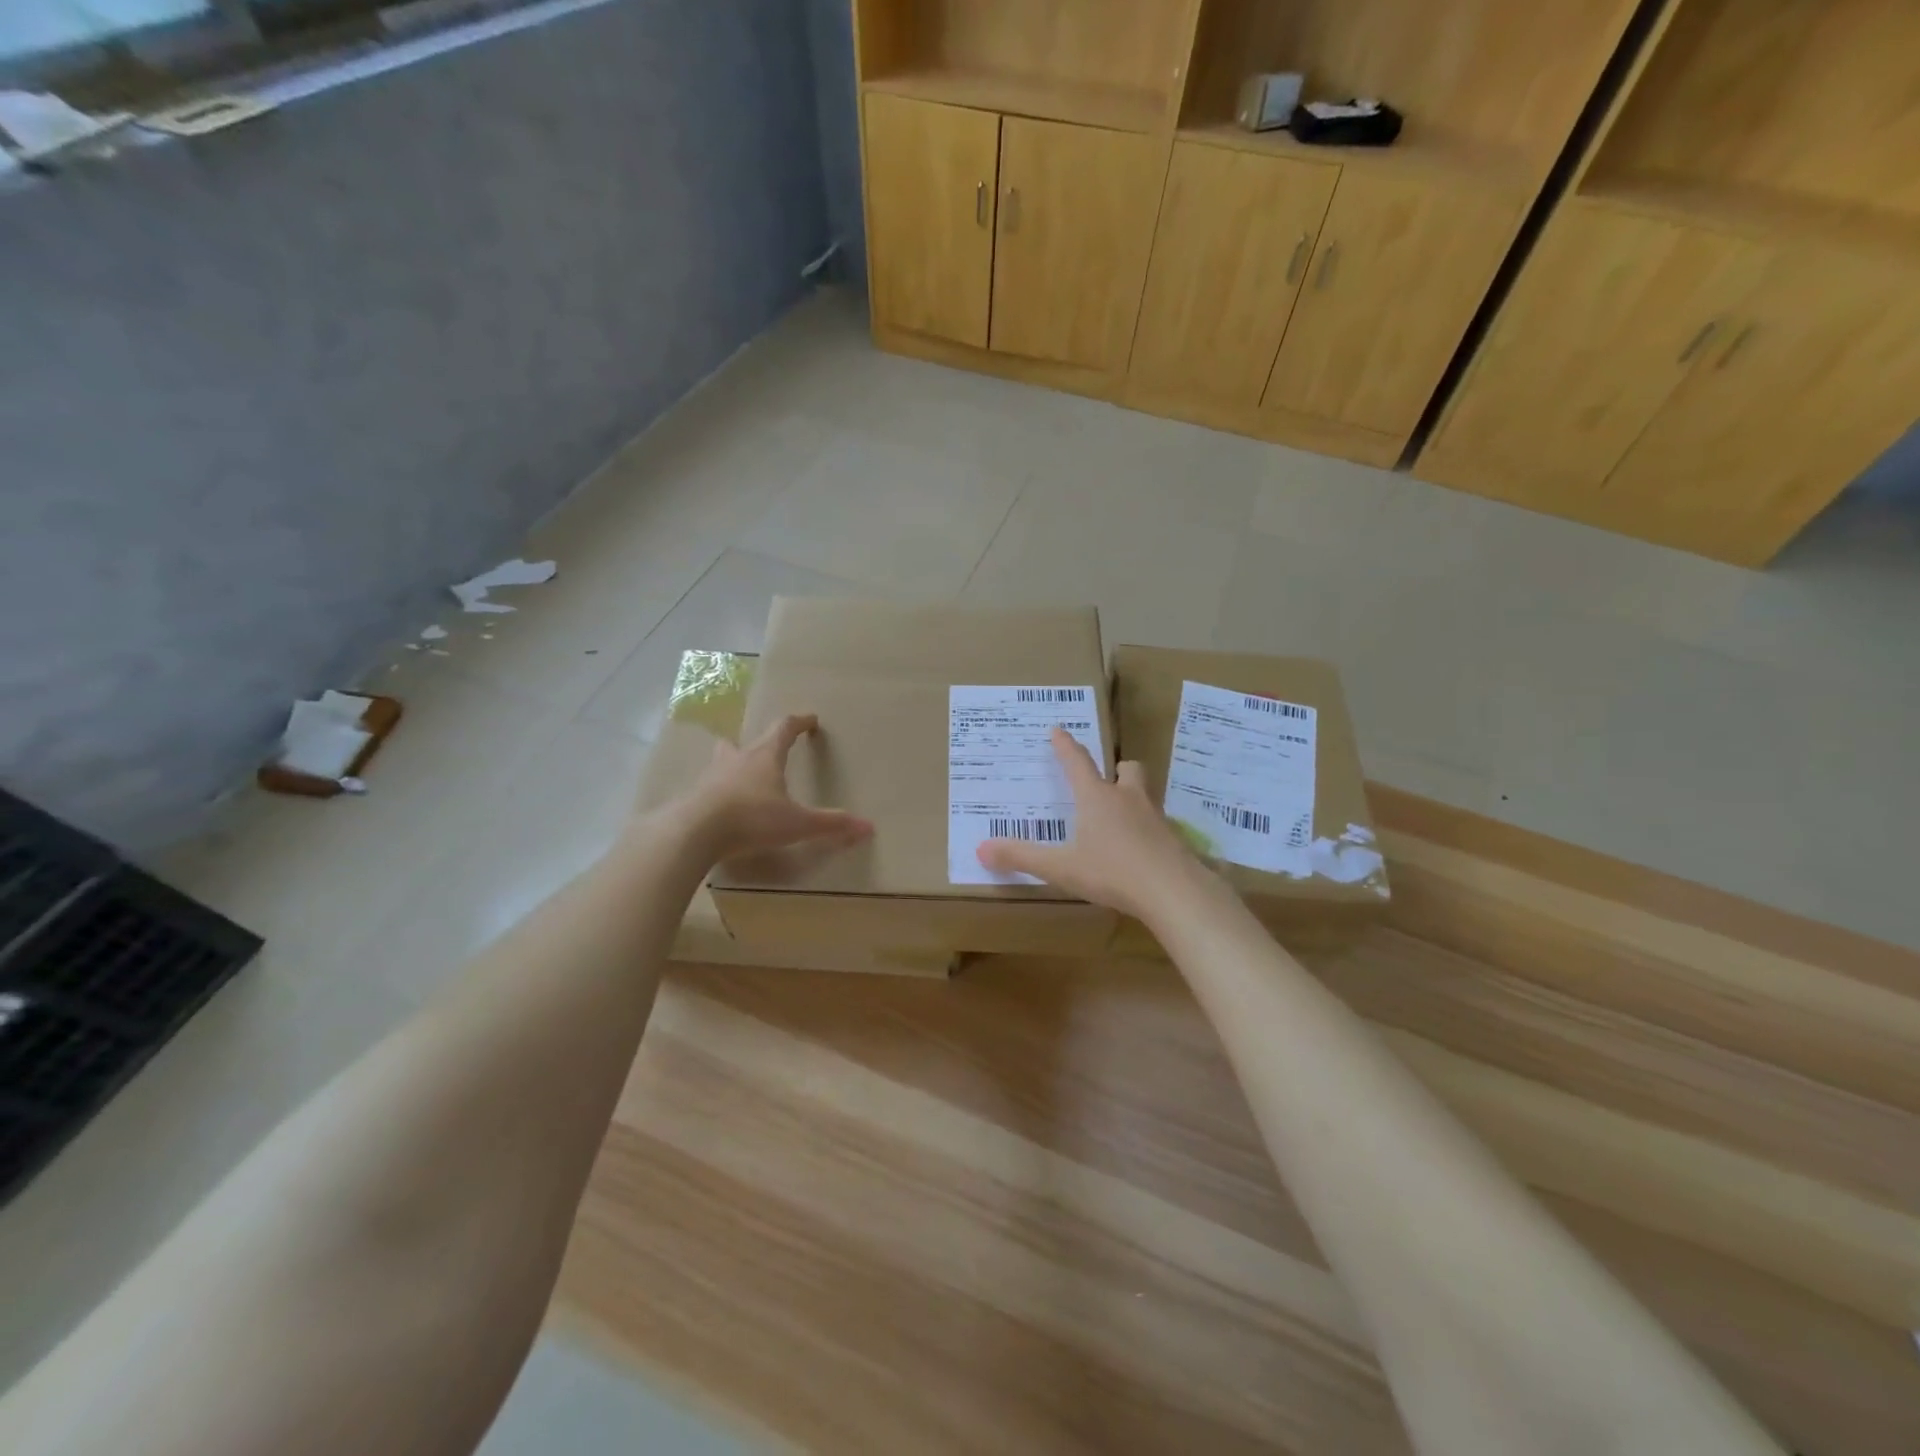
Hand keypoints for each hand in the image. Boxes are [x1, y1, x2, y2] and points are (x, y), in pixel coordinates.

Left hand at [676, 714, 871, 864]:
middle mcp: (736, 760)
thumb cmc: (752, 819)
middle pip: (747, 742)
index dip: (799, 722)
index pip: (784, 729)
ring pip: (722, 762)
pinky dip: (716, 793)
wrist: (693, 832)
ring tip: (738, 775)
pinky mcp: (693, 798)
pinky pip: (707, 789)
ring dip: (732, 764)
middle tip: (766, 749)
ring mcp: (710, 778)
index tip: (810, 719)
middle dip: (758, 743)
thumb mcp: (798, 824)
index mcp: (765, 757)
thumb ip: (831, 824)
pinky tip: (719, 808)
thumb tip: (868, 827)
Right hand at [976, 727, 1207, 921]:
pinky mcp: (1173, 838)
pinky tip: (1141, 848)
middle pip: (1127, 769)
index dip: (1065, 746)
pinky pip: (1159, 823)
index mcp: (1096, 798)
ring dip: (1133, 796)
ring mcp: (1155, 817)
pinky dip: (1148, 828)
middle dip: (1116, 770)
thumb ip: (1022, 857)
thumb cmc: (1112, 872)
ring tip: (1122, 814)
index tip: (1058, 729)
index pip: (1077, 762)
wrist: (1173, 890)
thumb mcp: (1061, 867)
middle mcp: (1127, 798)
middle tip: (1107, 779)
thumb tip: (981, 848)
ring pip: (1146, 793)